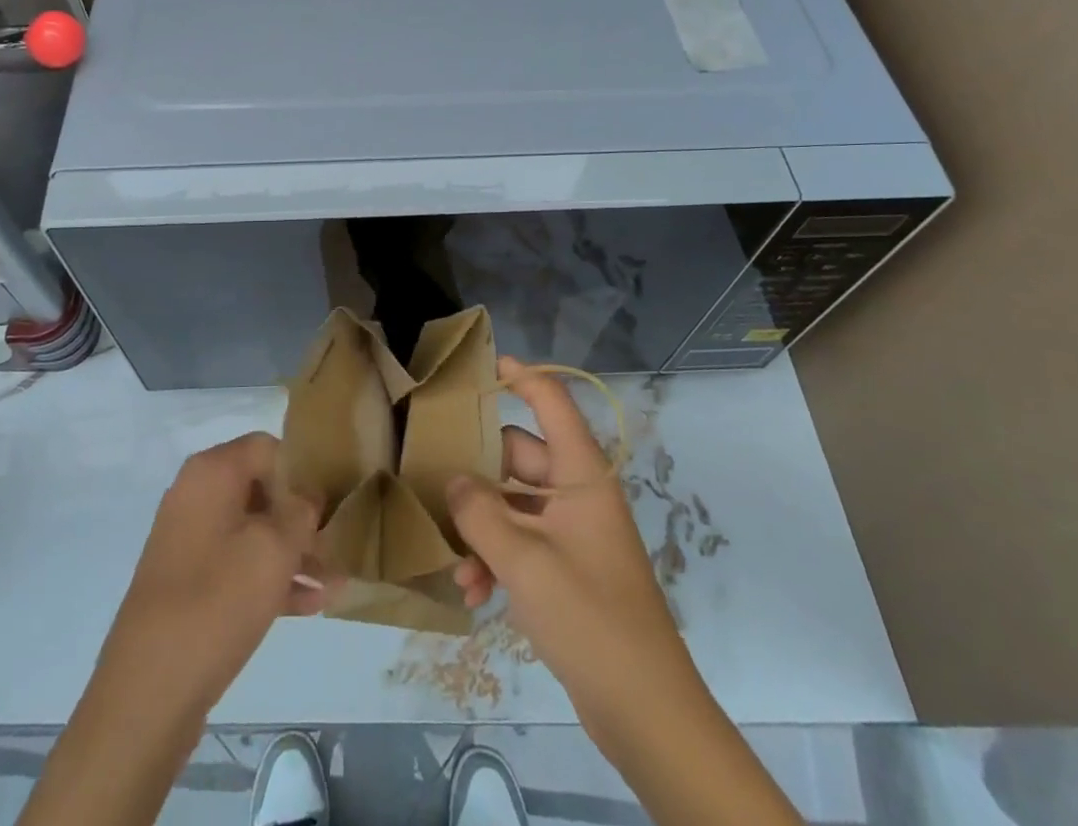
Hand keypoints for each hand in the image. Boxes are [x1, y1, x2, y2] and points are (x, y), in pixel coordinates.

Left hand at [94, 432, 326, 718]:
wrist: (148, 690)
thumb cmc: (217, 601)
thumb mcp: (274, 549)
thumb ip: (301, 512)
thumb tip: (308, 496)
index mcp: (211, 472)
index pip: (267, 447)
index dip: (301, 469)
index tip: (330, 501)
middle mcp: (196, 495)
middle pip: (261, 489)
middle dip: (301, 517)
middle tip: (338, 544)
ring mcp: (190, 540)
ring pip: (253, 531)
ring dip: (294, 553)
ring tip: (335, 582)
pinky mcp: (189, 583)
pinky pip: (239, 565)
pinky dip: (271, 578)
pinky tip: (312, 605)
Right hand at [446, 357, 683, 722]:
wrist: (645, 711)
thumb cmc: (589, 617)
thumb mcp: (524, 561)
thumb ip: (480, 513)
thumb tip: (452, 479)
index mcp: (580, 474)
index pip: (551, 403)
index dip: (521, 377)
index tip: (481, 367)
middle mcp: (576, 493)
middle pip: (518, 456)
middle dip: (477, 474)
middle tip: (433, 482)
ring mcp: (572, 532)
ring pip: (513, 504)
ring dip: (481, 527)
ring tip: (454, 562)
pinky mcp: (566, 568)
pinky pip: (521, 542)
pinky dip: (496, 558)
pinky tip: (471, 592)